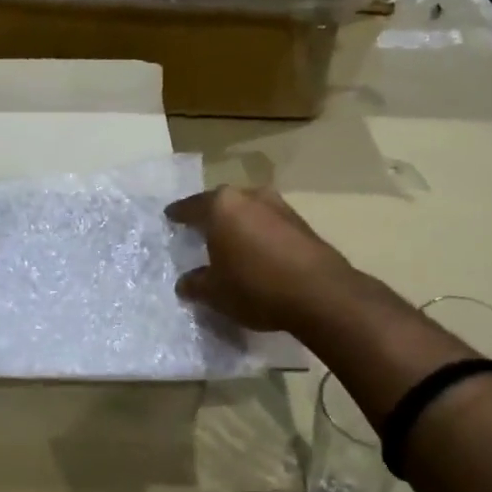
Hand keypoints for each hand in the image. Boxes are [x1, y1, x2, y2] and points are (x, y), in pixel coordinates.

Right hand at [165, 186, 361, 334]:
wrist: (321, 294)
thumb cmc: (256, 286)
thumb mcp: (215, 293)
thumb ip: (196, 284)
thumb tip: (185, 283)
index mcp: (222, 206)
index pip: (191, 206)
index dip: (178, 214)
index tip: (170, 217)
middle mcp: (250, 197)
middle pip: (222, 203)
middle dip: (210, 216)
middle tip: (198, 230)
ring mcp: (280, 207)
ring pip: (249, 212)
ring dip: (238, 225)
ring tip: (228, 243)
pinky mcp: (302, 224)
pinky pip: (269, 225)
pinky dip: (259, 235)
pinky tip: (256, 253)